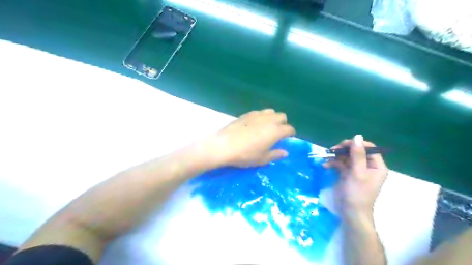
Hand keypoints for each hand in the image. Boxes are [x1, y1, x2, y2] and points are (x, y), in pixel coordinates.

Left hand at [207, 109, 293, 167]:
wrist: (224, 145)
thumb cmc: (246, 155)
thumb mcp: (262, 159)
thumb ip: (275, 154)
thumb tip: (285, 152)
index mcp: (276, 131)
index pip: (289, 129)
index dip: (290, 134)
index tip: (288, 138)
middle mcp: (269, 120)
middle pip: (282, 116)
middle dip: (283, 123)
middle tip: (277, 133)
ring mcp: (257, 115)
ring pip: (271, 111)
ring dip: (272, 118)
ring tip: (266, 127)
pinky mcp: (247, 114)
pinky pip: (259, 112)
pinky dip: (261, 117)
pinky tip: (254, 125)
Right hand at [325, 135, 386, 218]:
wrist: (350, 212)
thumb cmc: (357, 192)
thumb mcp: (357, 172)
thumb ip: (357, 154)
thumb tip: (357, 136)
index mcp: (376, 165)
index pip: (368, 148)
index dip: (356, 144)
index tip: (342, 145)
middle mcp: (368, 166)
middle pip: (356, 151)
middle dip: (343, 150)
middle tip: (331, 150)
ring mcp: (357, 170)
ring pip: (346, 157)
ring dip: (336, 157)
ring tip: (326, 157)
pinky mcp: (347, 174)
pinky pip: (340, 164)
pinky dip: (333, 164)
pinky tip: (325, 165)